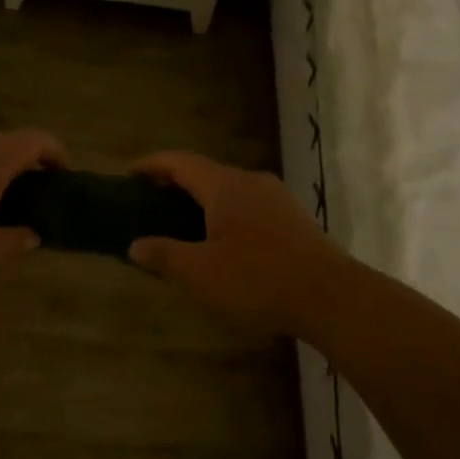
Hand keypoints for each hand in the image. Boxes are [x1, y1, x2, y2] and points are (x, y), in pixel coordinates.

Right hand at [128, 151, 348, 334]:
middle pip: (205, 172)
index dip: (152, 165)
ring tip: (182, 223)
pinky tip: (222, 241)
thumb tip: (134, 245)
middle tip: (150, 202)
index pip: (180, 162)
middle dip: (175, 183)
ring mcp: (276, 198)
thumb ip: (165, 255)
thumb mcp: (201, 272)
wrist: (330, 296)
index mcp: (224, 185)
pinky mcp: (293, 218)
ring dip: (202, 199)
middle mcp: (251, 181)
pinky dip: (225, 212)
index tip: (129, 174)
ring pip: (229, 189)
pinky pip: (248, 205)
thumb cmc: (257, 279)